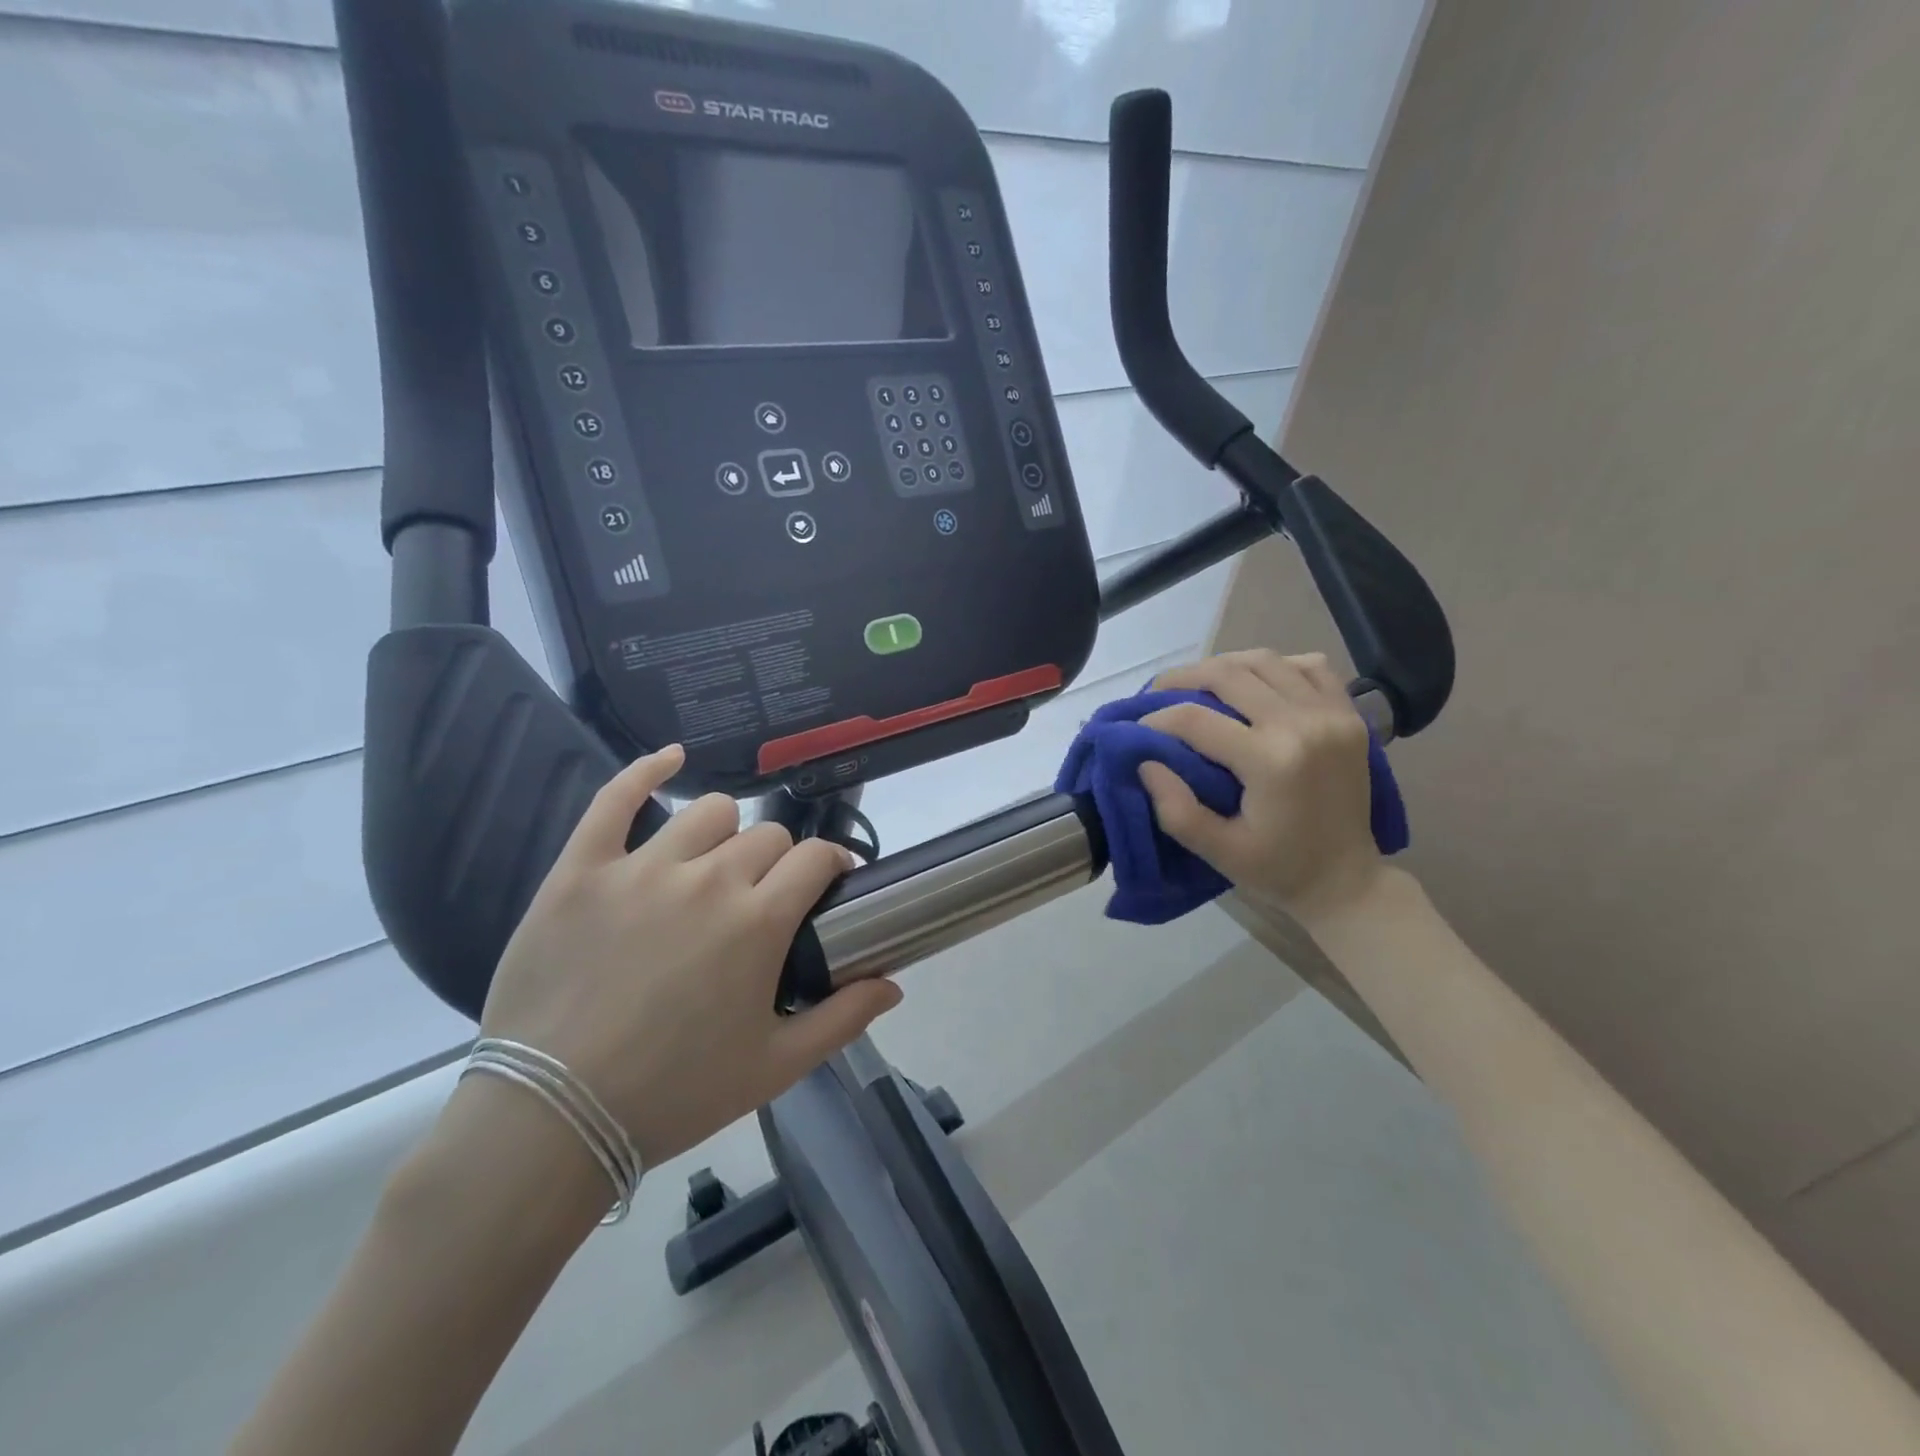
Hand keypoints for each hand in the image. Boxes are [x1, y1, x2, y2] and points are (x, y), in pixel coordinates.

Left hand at [476, 745, 902, 1170]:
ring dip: (725, 833)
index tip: (828, 885)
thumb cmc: (674, 1094)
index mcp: (758, 922)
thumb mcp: (775, 1067)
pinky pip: (616, 798)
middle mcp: (708, 880)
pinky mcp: (582, 870)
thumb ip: (843, 1019)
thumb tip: (893, 982)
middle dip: (779, 862)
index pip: (815, 858)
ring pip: (708, 812)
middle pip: (767, 836)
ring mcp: (641, 868)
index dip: (830, 865)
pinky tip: (670, 760)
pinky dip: (647, 770)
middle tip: (762, 900)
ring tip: (713, 864)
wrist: (552, 1118)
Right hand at [1137, 650, 1383, 922]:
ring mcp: (1332, 714)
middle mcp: (1303, 725)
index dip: (1157, 719)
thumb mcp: (1218, 851)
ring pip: (1266, 660)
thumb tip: (1146, 763)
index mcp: (1271, 761)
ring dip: (1224, 665)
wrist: (1347, 880)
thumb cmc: (1278, 870)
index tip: (1137, 728)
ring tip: (1198, 682)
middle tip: (1157, 693)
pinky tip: (1255, 683)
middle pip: (1228, 675)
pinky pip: (1310, 666)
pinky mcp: (1349, 714)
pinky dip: (1276, 665)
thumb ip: (1176, 809)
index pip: (1196, 720)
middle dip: (1183, 679)